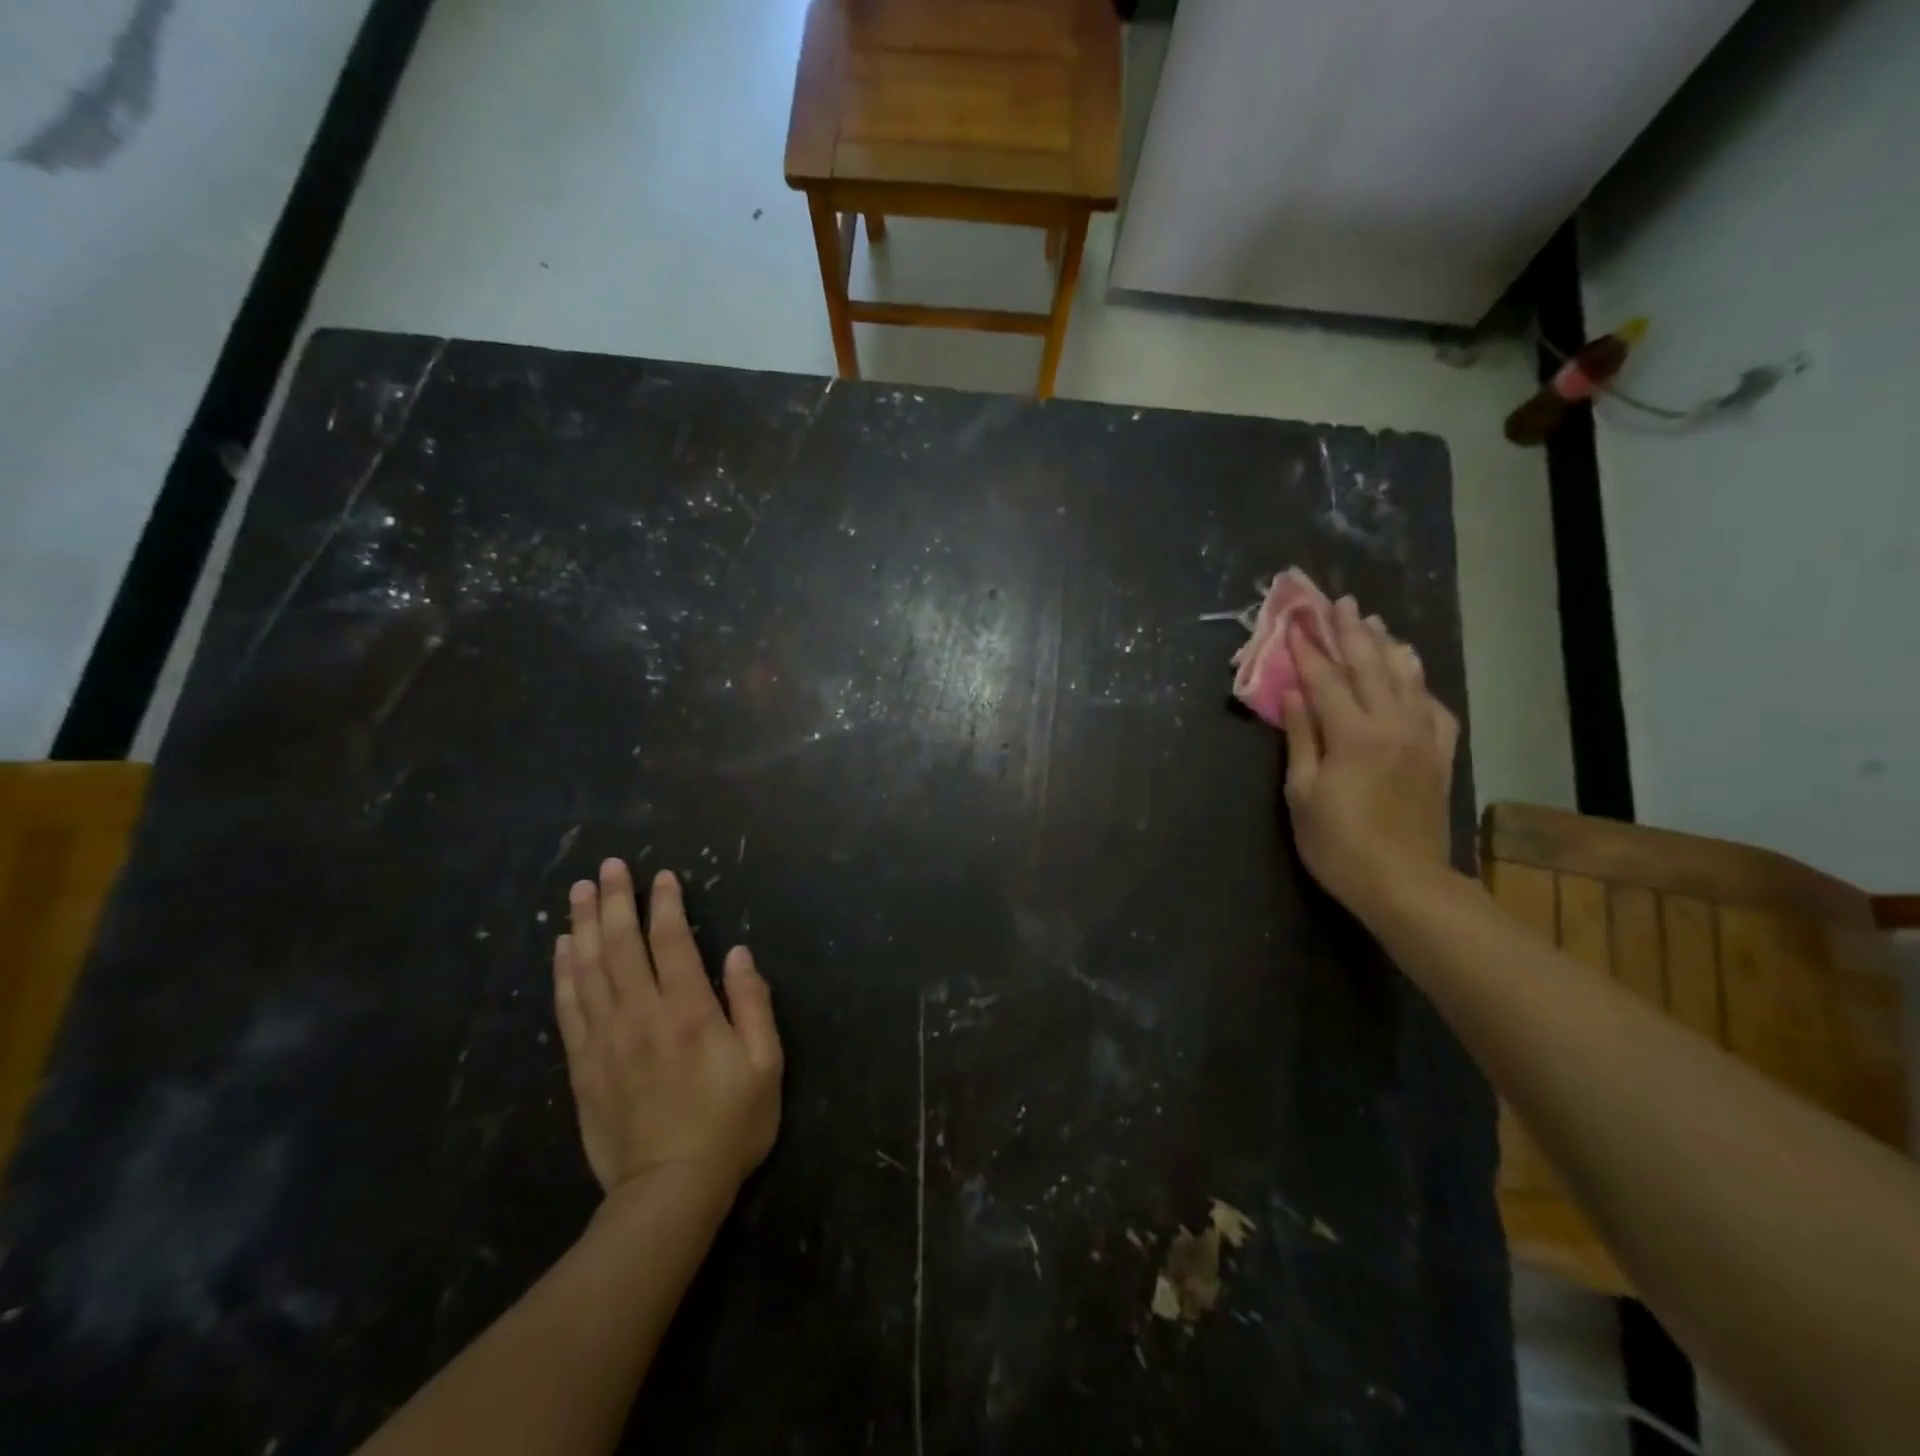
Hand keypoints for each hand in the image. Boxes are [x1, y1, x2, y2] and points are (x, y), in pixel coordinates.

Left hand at [553, 861, 782, 1199]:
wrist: (669, 1191)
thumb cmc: (730, 1124)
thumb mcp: (766, 1065)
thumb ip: (752, 1004)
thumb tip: (738, 953)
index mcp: (689, 1011)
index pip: (672, 942)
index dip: (666, 905)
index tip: (662, 876)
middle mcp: (641, 1015)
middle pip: (620, 945)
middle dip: (614, 901)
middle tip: (607, 866)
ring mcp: (605, 1040)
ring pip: (587, 969)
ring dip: (582, 926)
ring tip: (578, 892)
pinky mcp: (583, 1066)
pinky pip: (568, 1008)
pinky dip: (563, 972)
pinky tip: (561, 949)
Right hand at [1281, 597, 1460, 915]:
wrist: (1404, 882)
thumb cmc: (1338, 843)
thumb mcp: (1303, 793)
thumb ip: (1301, 737)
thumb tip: (1294, 692)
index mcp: (1352, 734)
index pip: (1324, 679)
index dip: (1307, 648)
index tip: (1295, 619)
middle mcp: (1391, 724)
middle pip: (1369, 667)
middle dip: (1350, 632)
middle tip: (1339, 601)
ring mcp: (1421, 738)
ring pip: (1405, 679)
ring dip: (1386, 647)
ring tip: (1374, 622)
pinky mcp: (1439, 755)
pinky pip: (1433, 707)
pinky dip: (1420, 684)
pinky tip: (1411, 674)